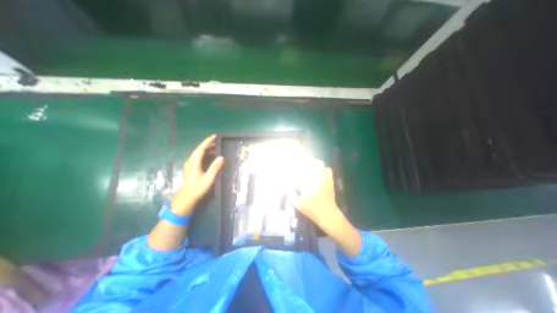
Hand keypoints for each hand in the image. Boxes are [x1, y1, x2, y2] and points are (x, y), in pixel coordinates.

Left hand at [171, 133, 223, 215]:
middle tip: (217, 141)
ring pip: (198, 153)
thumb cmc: (198, 188)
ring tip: (216, 147)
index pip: (201, 149)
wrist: (187, 197)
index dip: (207, 141)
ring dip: (206, 149)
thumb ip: (215, 167)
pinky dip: (205, 154)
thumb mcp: (209, 178)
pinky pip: (198, 157)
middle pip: (199, 149)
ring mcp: (190, 164)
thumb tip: (221, 157)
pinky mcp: (191, 168)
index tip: (214, 136)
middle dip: (207, 144)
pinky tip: (210, 156)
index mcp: (194, 162)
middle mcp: (190, 161)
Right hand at [290, 161, 364, 256]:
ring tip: (309, 165)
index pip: (297, 173)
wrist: (328, 214)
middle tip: (300, 164)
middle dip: (303, 162)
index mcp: (306, 186)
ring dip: (313, 163)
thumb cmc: (311, 210)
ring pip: (319, 164)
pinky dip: (322, 168)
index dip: (292, 169)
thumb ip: (290, 192)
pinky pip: (327, 169)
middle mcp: (315, 180)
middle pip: (309, 164)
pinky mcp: (330, 180)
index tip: (289, 169)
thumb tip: (286, 183)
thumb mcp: (297, 204)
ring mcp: (324, 179)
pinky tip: (318, 171)